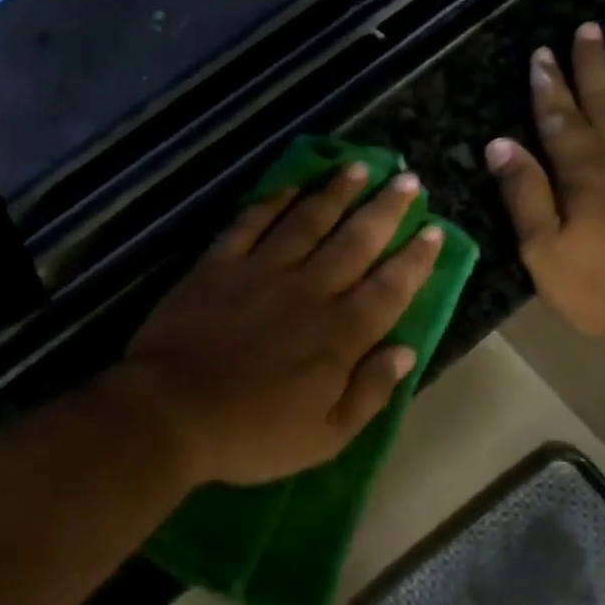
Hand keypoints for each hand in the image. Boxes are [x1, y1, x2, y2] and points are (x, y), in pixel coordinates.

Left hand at [118, 165, 444, 486]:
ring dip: (336, 193)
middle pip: (354, 242)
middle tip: (408, 181)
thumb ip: (369, 393)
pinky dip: (272, 202)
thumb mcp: (324, 437)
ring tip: (360, 167)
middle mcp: (306, 292)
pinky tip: (290, 187)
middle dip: (385, 210)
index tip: (434, 230)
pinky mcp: (217, 266)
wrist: (170, 412)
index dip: (415, 259)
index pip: (389, 288)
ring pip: (306, 222)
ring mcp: (259, 273)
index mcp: (338, 336)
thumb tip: (405, 351)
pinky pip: (249, 224)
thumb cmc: (250, 434)